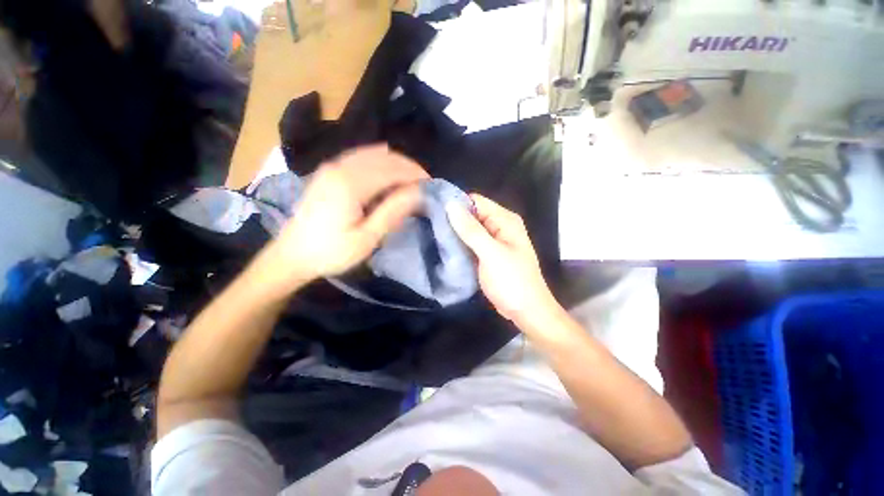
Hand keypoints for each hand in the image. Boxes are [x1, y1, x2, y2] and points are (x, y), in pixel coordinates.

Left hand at [259, 145, 427, 294]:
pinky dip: (379, 160)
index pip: (392, 170)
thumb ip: (392, 212)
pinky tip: (388, 170)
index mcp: (350, 184)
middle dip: (408, 167)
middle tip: (424, 183)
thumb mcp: (366, 239)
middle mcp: (341, 167)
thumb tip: (417, 193)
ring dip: (395, 163)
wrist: (292, 255)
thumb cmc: (331, 252)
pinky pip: (360, 156)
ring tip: (411, 179)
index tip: (432, 185)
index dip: (415, 174)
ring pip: (373, 154)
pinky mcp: (328, 171)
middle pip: (384, 157)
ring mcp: (332, 166)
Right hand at [446, 194, 560, 328]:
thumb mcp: (491, 254)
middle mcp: (499, 226)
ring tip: (433, 236)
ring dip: (454, 233)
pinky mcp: (487, 255)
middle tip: (430, 227)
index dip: (456, 204)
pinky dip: (459, 245)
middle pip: (471, 215)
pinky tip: (443, 248)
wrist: (526, 311)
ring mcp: (493, 242)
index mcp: (505, 220)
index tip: (434, 212)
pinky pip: (470, 244)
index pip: (476, 202)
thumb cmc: (512, 281)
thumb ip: (471, 230)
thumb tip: (450, 205)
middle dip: (453, 220)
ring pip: (469, 230)